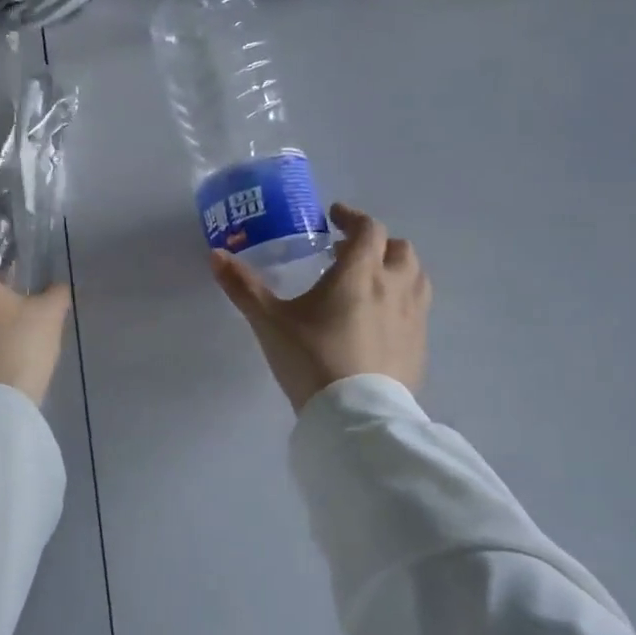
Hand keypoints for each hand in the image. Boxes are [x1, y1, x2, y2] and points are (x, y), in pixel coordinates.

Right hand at [213, 202, 430, 413]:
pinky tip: (380, 322)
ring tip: (371, 282)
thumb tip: (215, 255)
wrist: (354, 416)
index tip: (334, 217)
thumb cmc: (311, 359)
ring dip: (397, 269)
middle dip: (377, 243)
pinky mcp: (420, 346)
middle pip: (399, 248)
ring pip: (416, 277)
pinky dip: (403, 302)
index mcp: (360, 272)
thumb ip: (244, 286)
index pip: (368, 229)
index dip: (352, 217)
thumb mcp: (270, 322)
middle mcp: (395, 286)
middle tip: (348, 254)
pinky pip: (418, 311)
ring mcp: (413, 317)